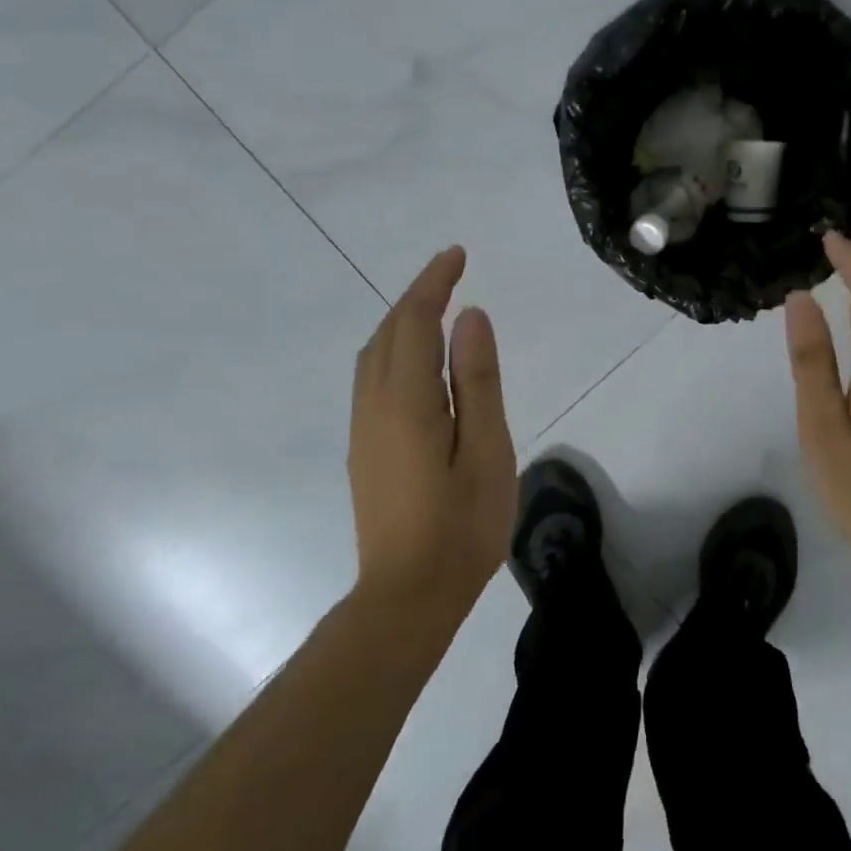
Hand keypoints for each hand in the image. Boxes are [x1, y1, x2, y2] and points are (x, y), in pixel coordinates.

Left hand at [349, 246, 515, 622]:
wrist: (408, 596)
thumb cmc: (461, 524)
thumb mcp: (487, 448)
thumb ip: (477, 379)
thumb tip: (471, 317)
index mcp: (406, 400)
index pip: (414, 321)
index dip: (434, 283)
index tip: (457, 255)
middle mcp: (374, 405)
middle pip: (388, 332)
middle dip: (417, 295)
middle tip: (452, 273)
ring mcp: (363, 429)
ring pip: (374, 355)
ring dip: (402, 321)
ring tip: (437, 307)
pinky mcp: (364, 450)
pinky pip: (373, 378)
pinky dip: (394, 349)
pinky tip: (417, 361)